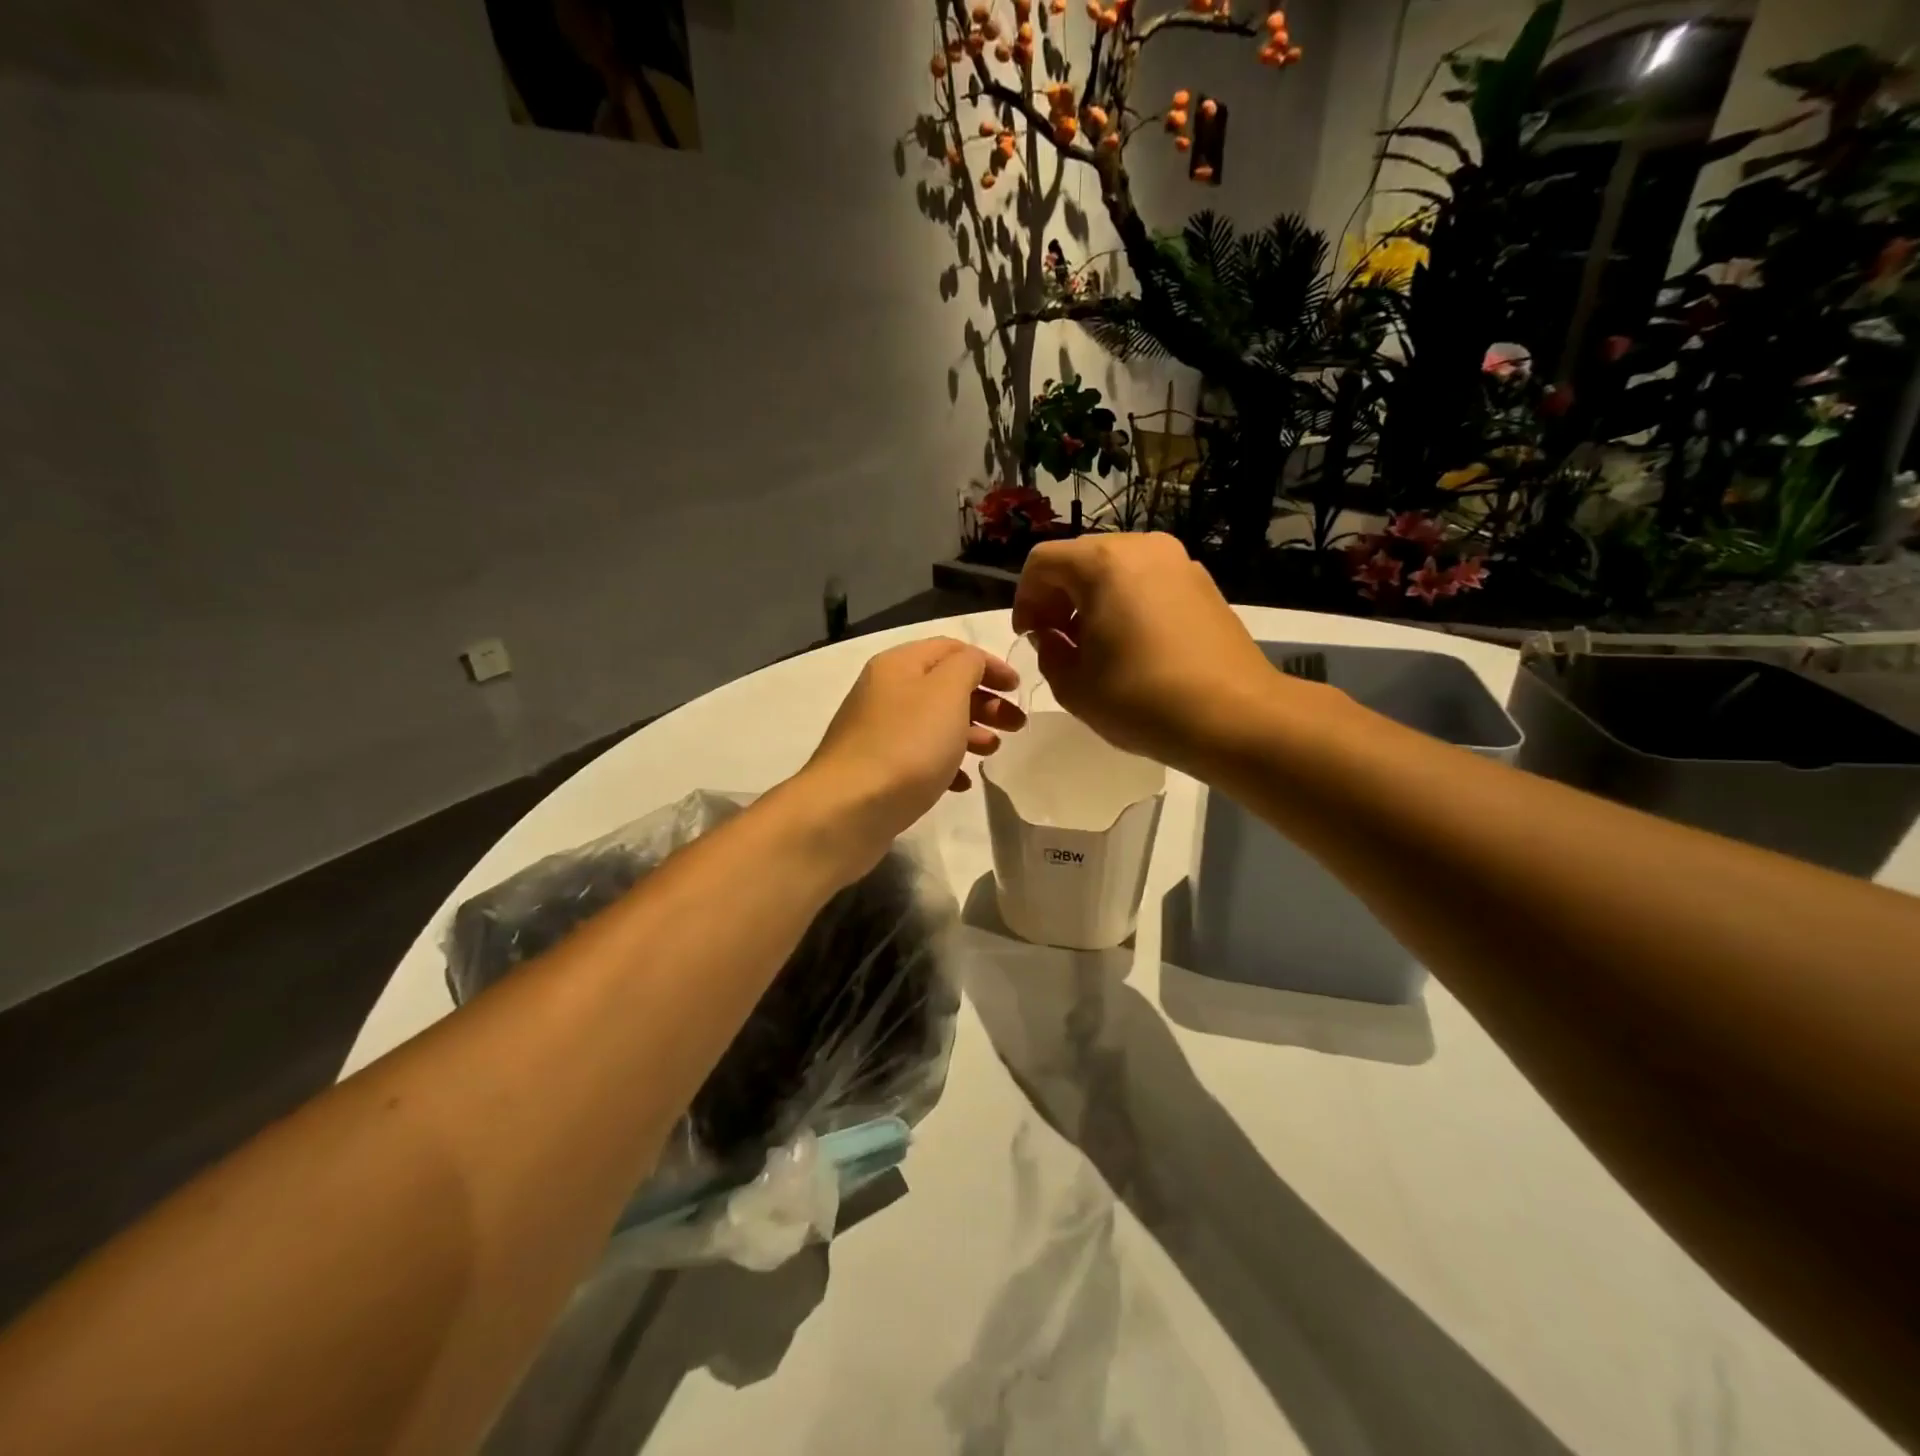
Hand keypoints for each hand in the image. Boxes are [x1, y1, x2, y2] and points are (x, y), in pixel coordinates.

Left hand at [794, 638, 1023, 868]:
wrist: (848, 809)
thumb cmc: (906, 746)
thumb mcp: (946, 693)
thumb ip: (967, 667)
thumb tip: (972, 665)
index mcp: (899, 665)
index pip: (952, 649)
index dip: (989, 663)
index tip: (1019, 688)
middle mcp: (885, 691)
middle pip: (944, 686)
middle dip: (985, 701)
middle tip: (1015, 725)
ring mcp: (878, 731)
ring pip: (934, 722)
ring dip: (970, 732)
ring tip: (993, 752)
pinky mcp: (878, 768)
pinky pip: (919, 756)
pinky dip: (945, 763)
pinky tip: (962, 783)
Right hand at [1012, 533, 1285, 772]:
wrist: (1235, 716)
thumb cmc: (1142, 699)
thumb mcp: (1074, 686)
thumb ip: (1049, 653)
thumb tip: (1053, 637)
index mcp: (1103, 563)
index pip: (1043, 562)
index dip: (1025, 599)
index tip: (1029, 637)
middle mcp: (1142, 549)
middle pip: (1082, 559)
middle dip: (1059, 597)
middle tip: (1057, 641)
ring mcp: (1179, 563)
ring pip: (1117, 569)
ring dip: (1093, 601)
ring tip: (1095, 647)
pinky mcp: (1204, 585)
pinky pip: (1149, 582)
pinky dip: (1127, 604)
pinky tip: (1132, 646)